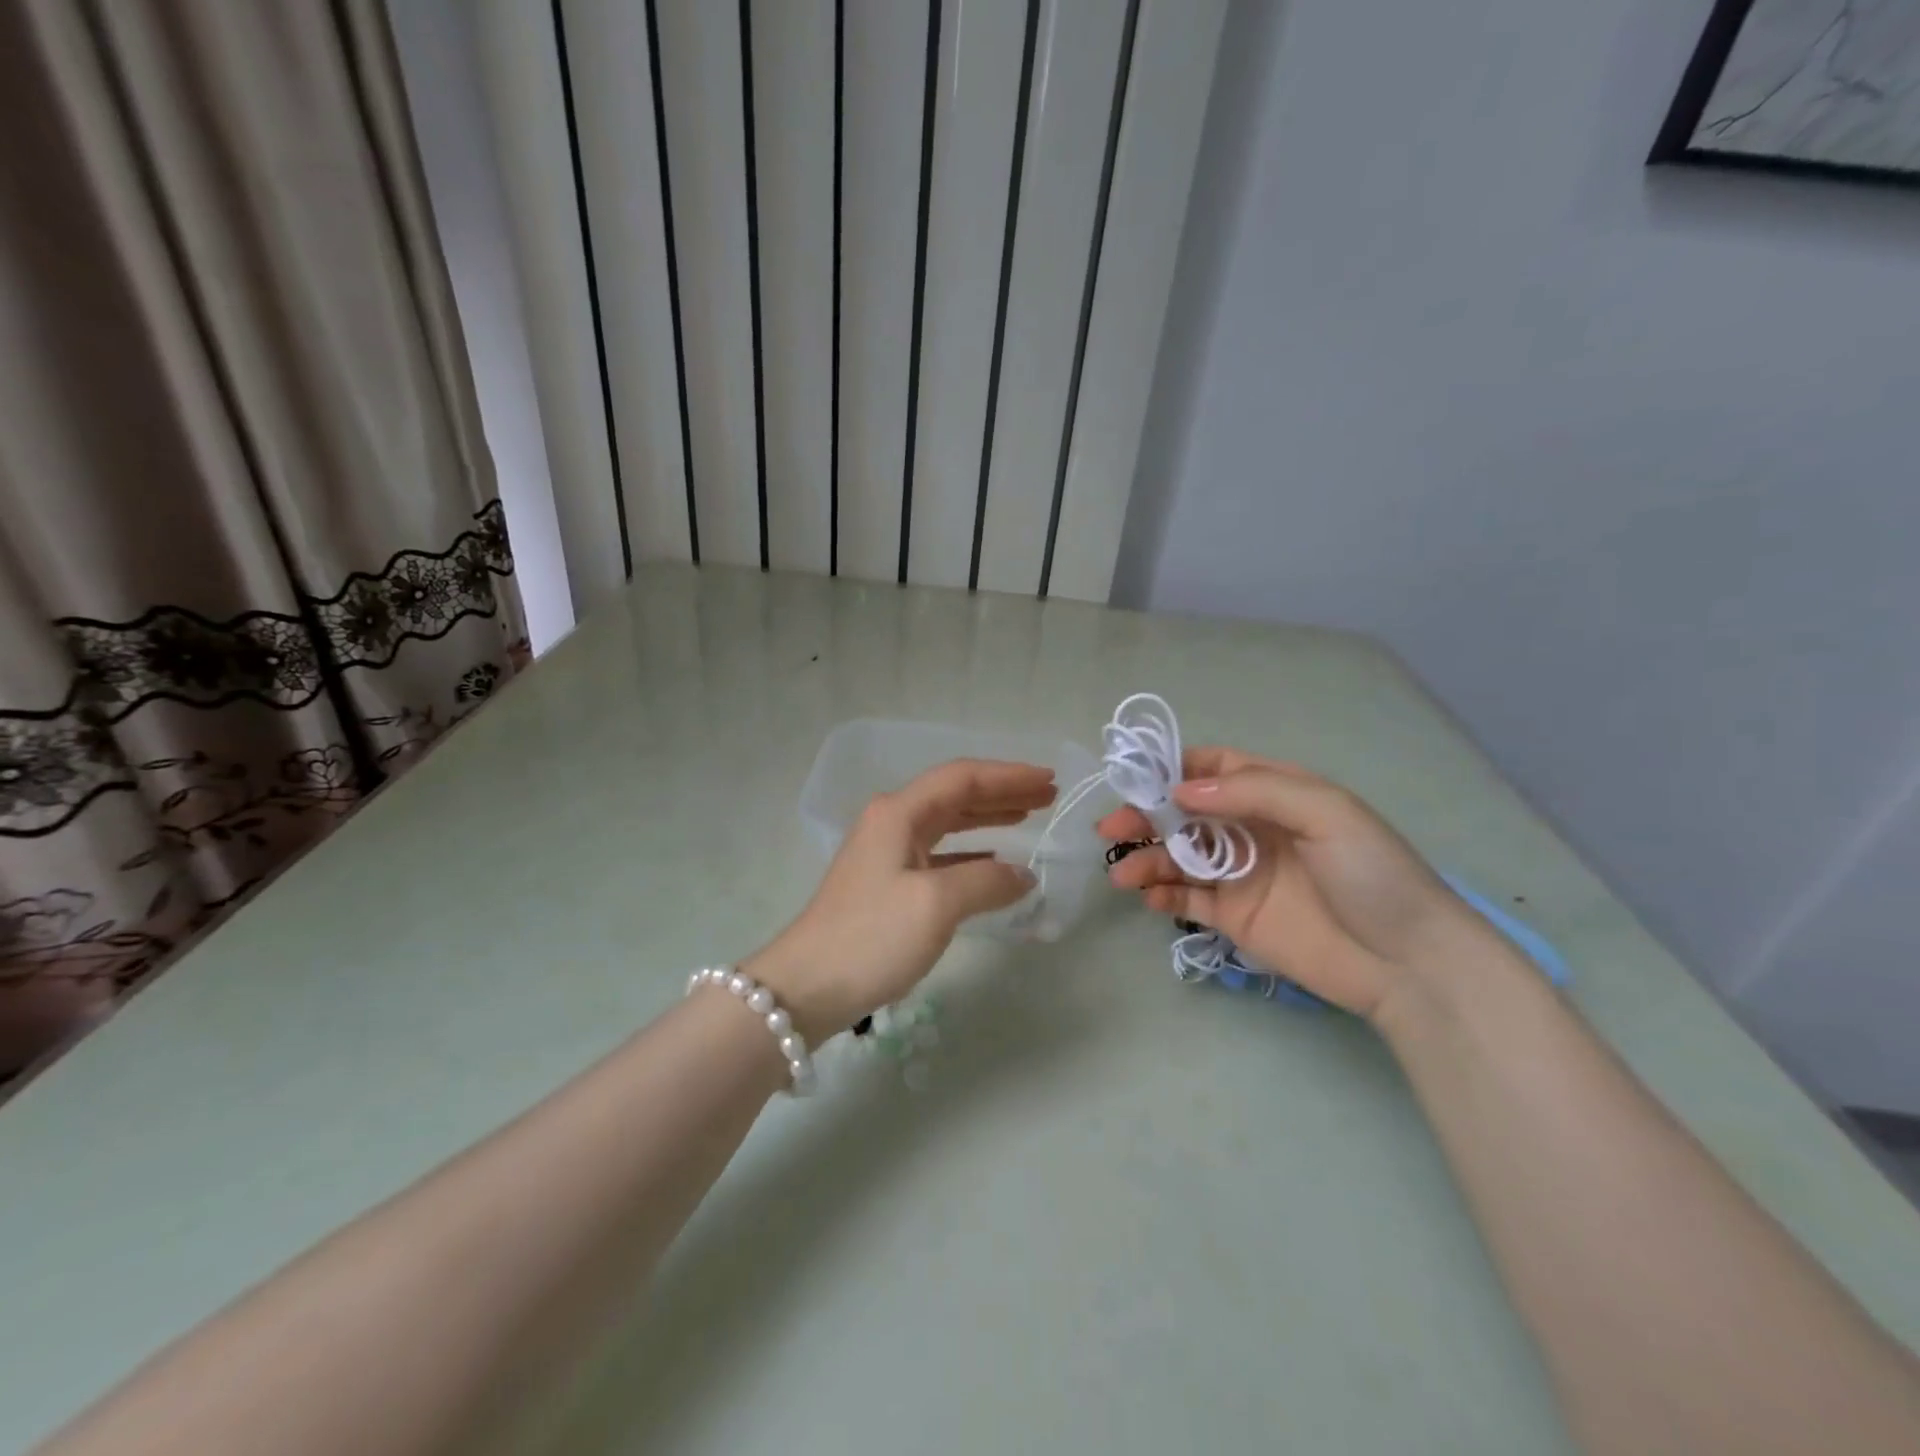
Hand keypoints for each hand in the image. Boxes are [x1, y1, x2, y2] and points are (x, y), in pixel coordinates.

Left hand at [746, 760, 1053, 1042]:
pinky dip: (972, 853)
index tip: (1049, 779)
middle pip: (956, 795)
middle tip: (1047, 795)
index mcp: (900, 812)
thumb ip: (986, 882)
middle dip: (1003, 792)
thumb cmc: (872, 936)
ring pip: (949, 823)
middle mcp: (892, 822)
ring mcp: (888, 853)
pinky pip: (941, 854)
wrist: (807, 987)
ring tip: (1028, 816)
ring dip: (989, 817)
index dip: (1009, 776)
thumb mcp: (936, 905)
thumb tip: (1022, 875)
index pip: (963, 777)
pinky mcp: (888, 883)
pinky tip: (995, 863)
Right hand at [1099, 749, 1495, 1020]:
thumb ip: (1253, 791)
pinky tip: (1147, 896)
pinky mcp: (1235, 917)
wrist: (1408, 963)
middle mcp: (1251, 828)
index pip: (1214, 768)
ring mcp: (1240, 874)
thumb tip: (1182, 790)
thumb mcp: (1325, 812)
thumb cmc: (1371, 874)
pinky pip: (1188, 899)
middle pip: (1185, 812)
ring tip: (1122, 874)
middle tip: (1111, 830)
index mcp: (1275, 793)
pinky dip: (1162, 893)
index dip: (1172, 769)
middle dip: (1145, 816)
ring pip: (1179, 856)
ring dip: (1147, 859)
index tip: (1135, 779)